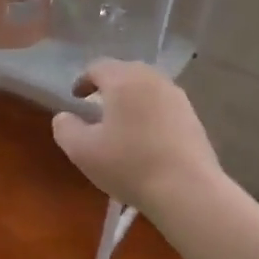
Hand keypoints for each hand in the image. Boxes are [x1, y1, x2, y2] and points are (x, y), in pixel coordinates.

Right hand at [51, 60, 223, 220]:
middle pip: (125, 73)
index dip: (82, 81)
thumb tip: (65, 117)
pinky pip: (164, 106)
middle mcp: (153, 80)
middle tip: (96, 108)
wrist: (187, 192)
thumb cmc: (128, 165)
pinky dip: (150, 113)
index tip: (75, 99)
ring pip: (147, 88)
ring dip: (131, 100)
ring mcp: (178, 98)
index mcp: (124, 80)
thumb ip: (65, 127)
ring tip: (121, 124)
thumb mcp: (81, 150)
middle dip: (108, 87)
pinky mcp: (193, 118)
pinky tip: (145, 139)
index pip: (98, 67)